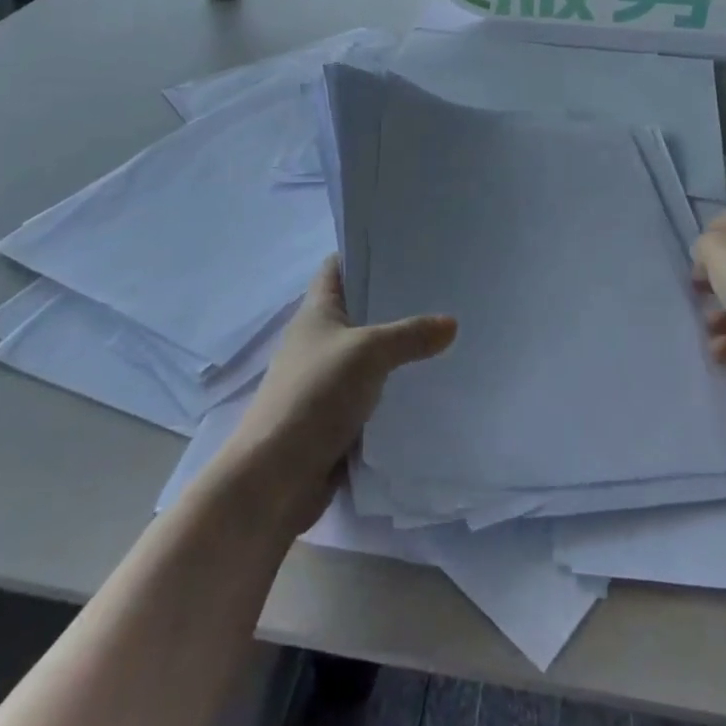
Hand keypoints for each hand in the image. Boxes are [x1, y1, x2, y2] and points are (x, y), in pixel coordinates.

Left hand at [219, 257, 456, 532]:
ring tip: (445, 333)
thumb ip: (410, 335)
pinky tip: (427, 384)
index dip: (366, 251)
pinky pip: (371, 393)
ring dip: (398, 349)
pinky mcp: (334, 417)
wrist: (274, 480)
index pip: (339, 266)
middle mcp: (319, 339)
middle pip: (359, 309)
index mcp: (316, 311)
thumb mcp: (368, 353)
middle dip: (395, 301)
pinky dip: (394, 389)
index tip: (407, 245)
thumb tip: (451, 324)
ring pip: (369, 353)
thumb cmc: (315, 395)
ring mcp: (325, 380)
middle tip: (442, 288)